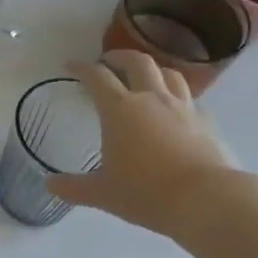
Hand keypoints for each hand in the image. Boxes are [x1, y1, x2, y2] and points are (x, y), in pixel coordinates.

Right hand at [46, 52, 238, 235]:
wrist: (208, 200)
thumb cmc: (147, 193)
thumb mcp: (103, 193)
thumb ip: (74, 187)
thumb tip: (49, 185)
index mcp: (120, 109)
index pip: (97, 77)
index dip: (81, 67)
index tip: (70, 65)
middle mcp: (151, 99)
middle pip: (138, 62)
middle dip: (120, 56)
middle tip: (109, 61)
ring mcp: (183, 108)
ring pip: (170, 74)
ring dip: (154, 70)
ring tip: (146, 77)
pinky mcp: (207, 123)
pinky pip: (191, 101)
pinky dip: (179, 99)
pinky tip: (176, 112)